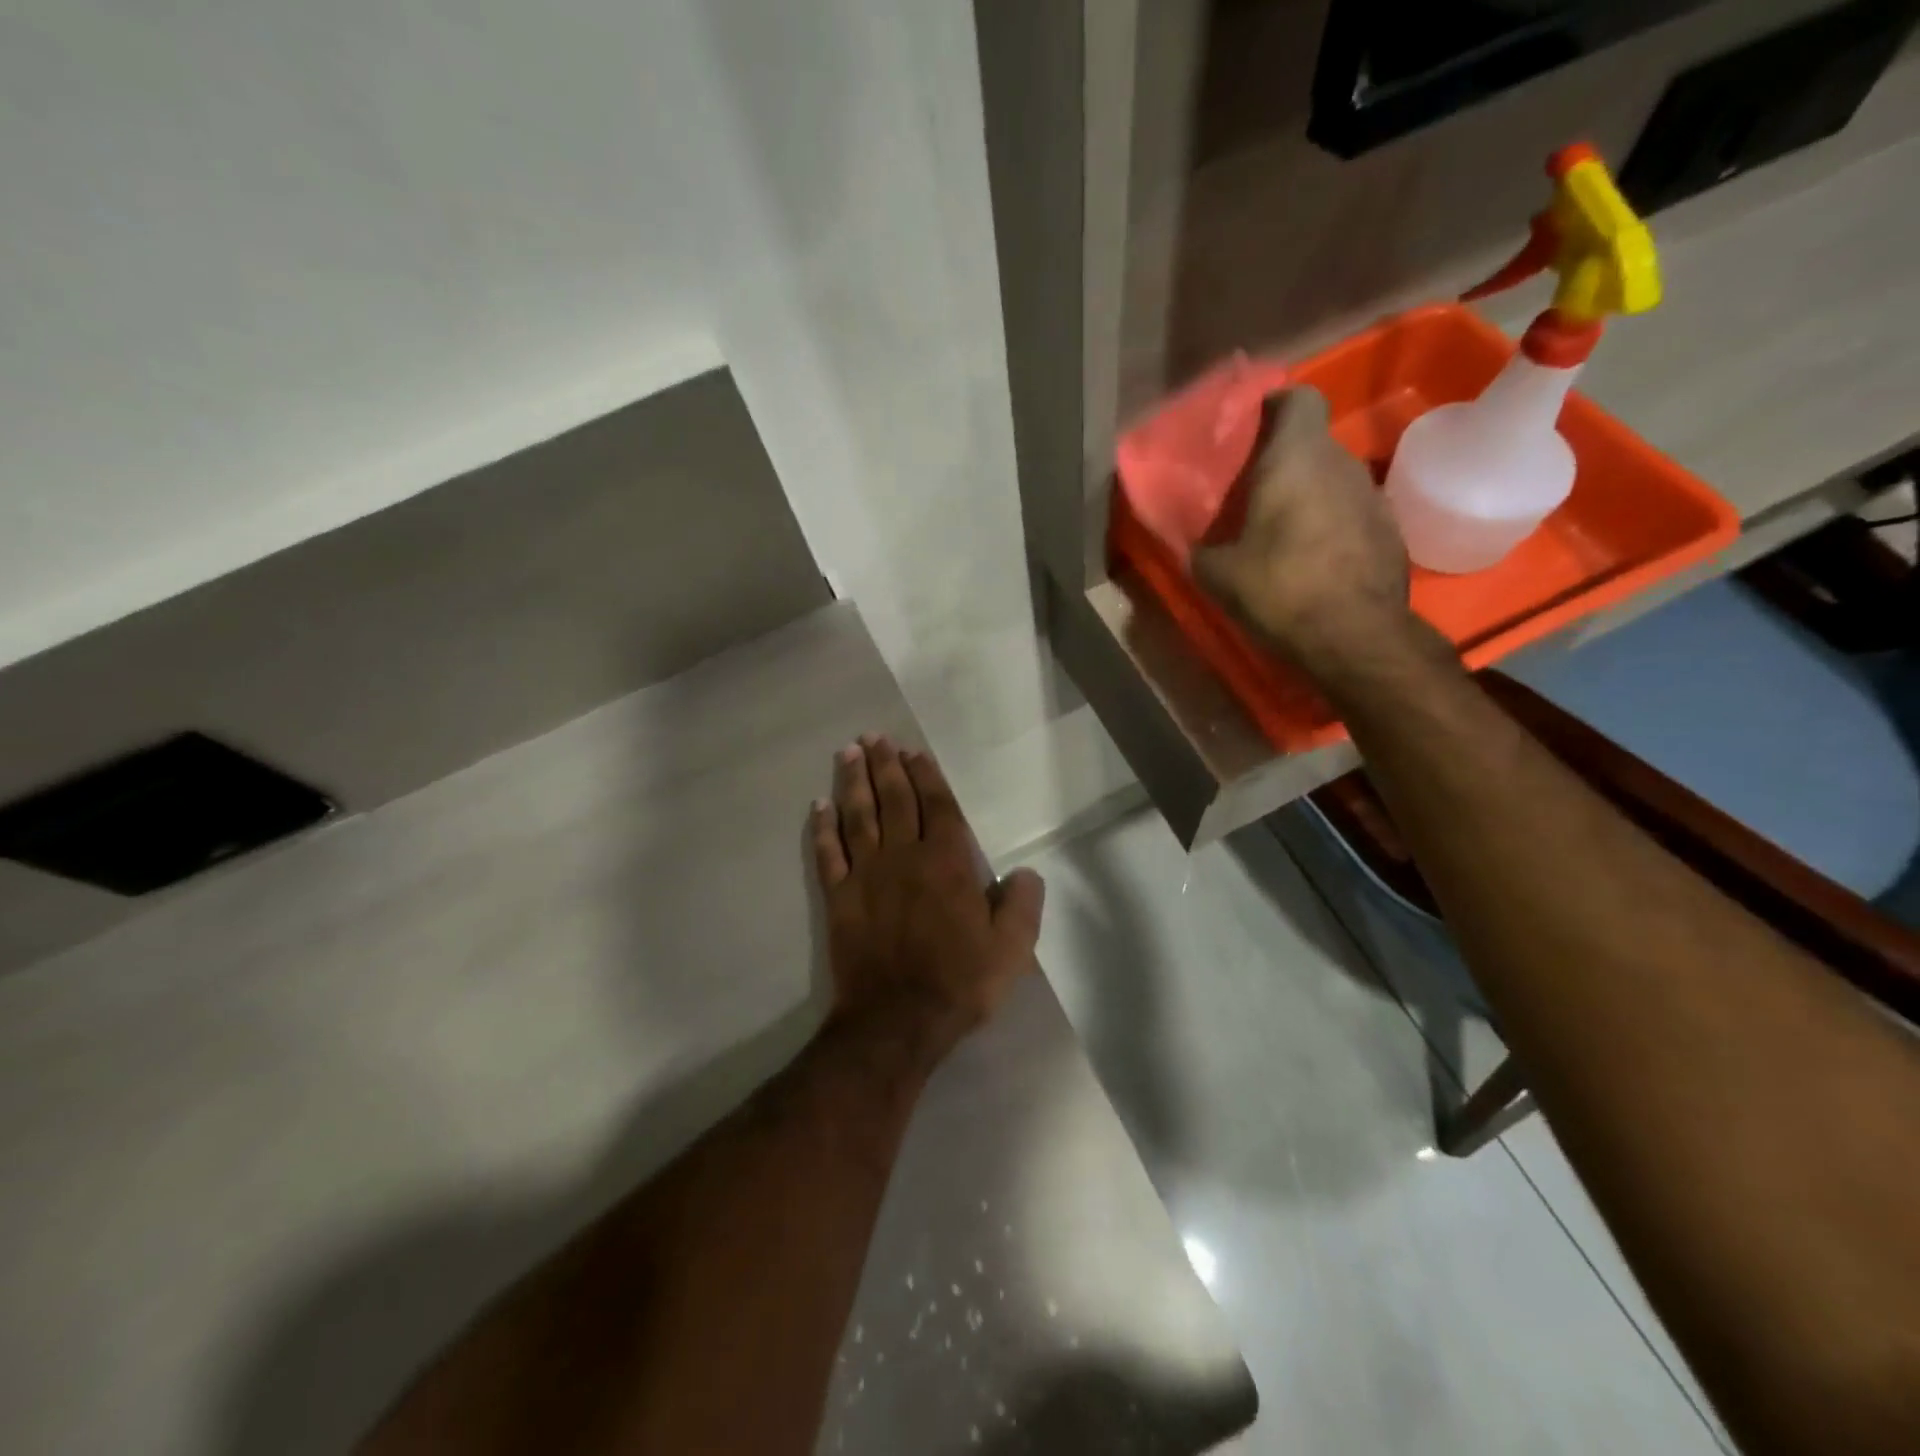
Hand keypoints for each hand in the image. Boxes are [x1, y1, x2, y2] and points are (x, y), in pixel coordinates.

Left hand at [810, 736, 1043, 1057]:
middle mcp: (904, 857)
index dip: (926, 776)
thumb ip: (1021, 905)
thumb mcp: (1010, 949)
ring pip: (859, 816)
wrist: (897, 1020)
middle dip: (886, 766)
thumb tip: (1026, 873)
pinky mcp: (839, 897)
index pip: (937, 807)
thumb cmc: (959, 982)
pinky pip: (828, 853)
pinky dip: (823, 828)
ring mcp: (866, 875)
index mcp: (947, 863)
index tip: (914, 753)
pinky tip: (820, 806)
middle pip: (894, 800)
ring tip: (849, 752)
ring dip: (854, 782)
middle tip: (875, 737)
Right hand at [1193, 388, 1414, 680]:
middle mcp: (1341, 464)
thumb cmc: (1279, 590)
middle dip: (1284, 461)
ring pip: (1333, 480)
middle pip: (1313, 444)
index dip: (1276, 405)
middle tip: (1252, 492)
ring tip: (1281, 531)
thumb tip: (1196, 547)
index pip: (1299, 398)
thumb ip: (1202, 549)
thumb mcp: (1217, 574)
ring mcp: (1373, 496)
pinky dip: (1331, 525)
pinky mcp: (1391, 531)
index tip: (1253, 429)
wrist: (1355, 637)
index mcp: (1297, 459)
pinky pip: (1352, 512)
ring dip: (1309, 496)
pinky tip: (1313, 560)